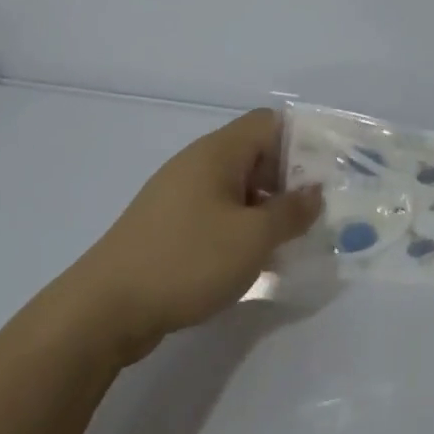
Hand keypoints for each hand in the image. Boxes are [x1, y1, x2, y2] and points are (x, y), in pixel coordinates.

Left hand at [75, 109, 321, 363]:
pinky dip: (243, 227)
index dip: (303, 141)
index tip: (330, 171)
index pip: (270, 123)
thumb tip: (315, 192)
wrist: (104, 310)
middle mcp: (199, 164)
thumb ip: (291, 212)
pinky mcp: (170, 226)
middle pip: (256, 154)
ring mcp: (181, 195)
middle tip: (320, 211)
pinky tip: (257, 260)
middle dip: (291, 179)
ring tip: (296, 239)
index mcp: (218, 152)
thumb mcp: (252, 238)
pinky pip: (219, 213)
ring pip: (239, 188)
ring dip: (269, 208)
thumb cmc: (186, 260)